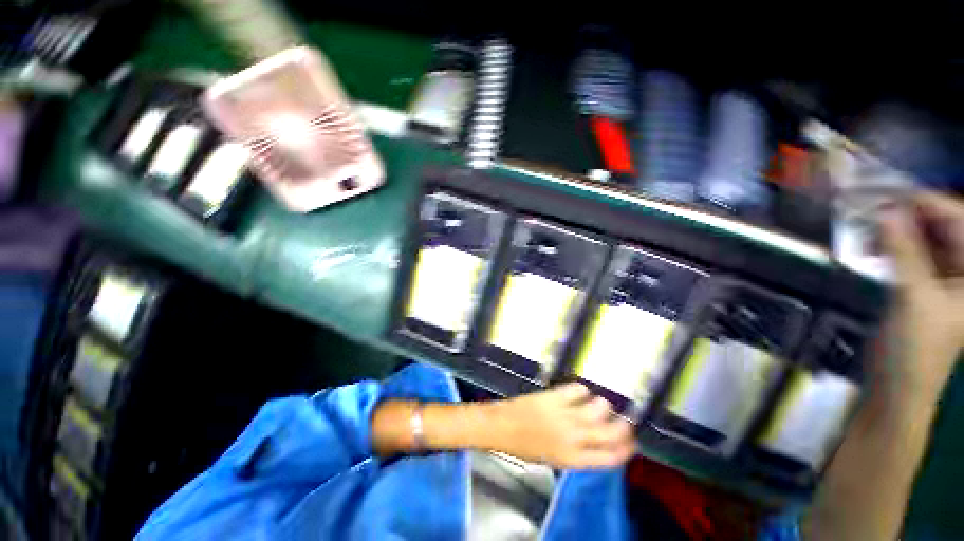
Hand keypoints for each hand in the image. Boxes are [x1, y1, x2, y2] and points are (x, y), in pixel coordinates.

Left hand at [485, 383, 635, 468]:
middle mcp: (573, 438)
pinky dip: (583, 390)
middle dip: (623, 427)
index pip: (611, 458)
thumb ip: (576, 452)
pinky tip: (580, 392)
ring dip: (602, 405)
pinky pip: (577, 389)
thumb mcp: (553, 458)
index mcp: (573, 459)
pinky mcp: (554, 396)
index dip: (626, 450)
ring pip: (597, 408)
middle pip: (610, 432)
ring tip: (601, 404)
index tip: (632, 443)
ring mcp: (564, 415)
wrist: (501, 427)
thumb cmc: (524, 447)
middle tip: (626, 421)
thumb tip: (596, 440)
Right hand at [878, 191, 963, 399]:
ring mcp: (943, 277)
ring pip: (924, 237)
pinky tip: (874, 240)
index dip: (928, 202)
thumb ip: (903, 252)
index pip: (959, 221)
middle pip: (943, 226)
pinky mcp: (921, 283)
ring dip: (899, 227)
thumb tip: (885, 210)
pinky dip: (892, 242)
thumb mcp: (914, 298)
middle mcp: (963, 270)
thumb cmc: (917, 348)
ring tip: (871, 222)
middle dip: (912, 212)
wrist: (897, 385)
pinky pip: (910, 252)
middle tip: (876, 204)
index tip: (890, 191)